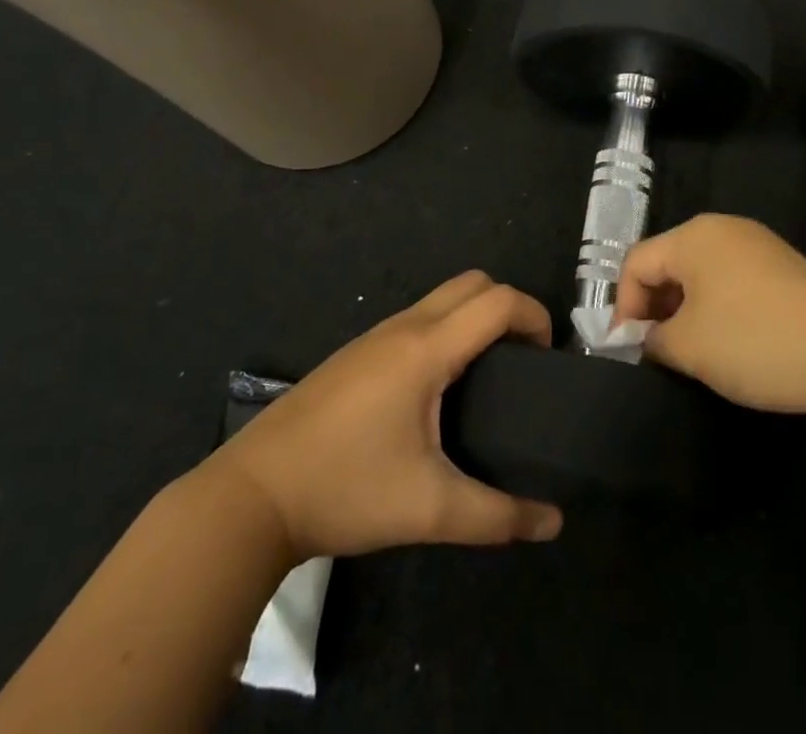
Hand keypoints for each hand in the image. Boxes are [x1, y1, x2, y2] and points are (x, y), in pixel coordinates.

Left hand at [206, 272, 563, 559]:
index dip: (535, 317)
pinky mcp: (356, 354)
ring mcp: (375, 336)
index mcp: (427, 348)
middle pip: (473, 284)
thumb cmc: (346, 489)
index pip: (497, 301)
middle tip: (522, 362)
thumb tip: (553, 522)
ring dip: (475, 317)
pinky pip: (418, 318)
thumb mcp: (429, 509)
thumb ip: (497, 515)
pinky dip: (447, 330)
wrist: (253, 495)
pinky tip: (440, 388)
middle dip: (508, 308)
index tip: (549, 359)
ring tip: (490, 375)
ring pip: (442, 298)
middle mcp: (404, 327)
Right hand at [614, 214, 805, 415]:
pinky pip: (733, 282)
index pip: (637, 262)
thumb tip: (646, 337)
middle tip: (655, 352)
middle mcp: (724, 229)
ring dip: (686, 311)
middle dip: (655, 307)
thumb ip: (652, 338)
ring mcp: (759, 246)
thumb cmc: (754, 342)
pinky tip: (729, 345)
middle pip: (669, 262)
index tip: (627, 350)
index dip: (624, 306)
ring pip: (702, 274)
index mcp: (694, 235)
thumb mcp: (688, 347)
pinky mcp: (784, 269)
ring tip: (690, 353)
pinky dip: (718, 309)